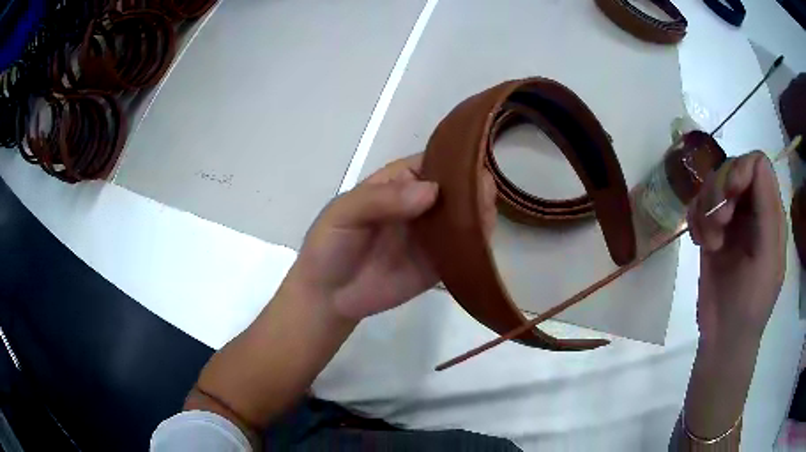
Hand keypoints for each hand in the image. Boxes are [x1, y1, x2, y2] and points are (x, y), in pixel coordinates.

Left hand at [285, 153, 497, 320]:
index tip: (474, 161)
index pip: (433, 163)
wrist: (329, 296)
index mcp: (398, 184)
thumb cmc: (330, 245)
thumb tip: (432, 191)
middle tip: (486, 190)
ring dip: (479, 212)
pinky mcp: (439, 264)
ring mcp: (432, 235)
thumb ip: (382, 199)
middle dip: (472, 186)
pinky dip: (477, 243)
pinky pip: (462, 250)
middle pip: (454, 189)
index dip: (453, 159)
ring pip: (464, 217)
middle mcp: (421, 205)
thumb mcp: (344, 213)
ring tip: (489, 210)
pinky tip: (485, 238)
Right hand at [687, 151, 785, 346]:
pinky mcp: (712, 231)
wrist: (724, 338)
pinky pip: (698, 205)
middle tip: (719, 224)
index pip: (757, 163)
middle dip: (721, 191)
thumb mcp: (767, 260)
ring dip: (707, 209)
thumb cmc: (751, 304)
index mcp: (771, 213)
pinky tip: (701, 243)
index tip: (729, 198)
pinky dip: (696, 219)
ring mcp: (732, 220)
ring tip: (709, 242)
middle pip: (732, 167)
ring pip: (713, 183)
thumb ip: (767, 211)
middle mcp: (752, 209)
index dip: (741, 170)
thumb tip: (753, 166)